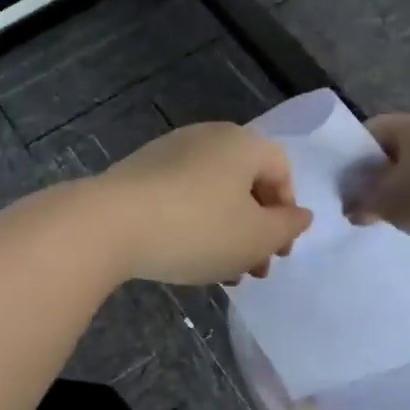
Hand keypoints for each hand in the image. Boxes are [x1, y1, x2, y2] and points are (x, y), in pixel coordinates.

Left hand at [93, 123, 313, 284]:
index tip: (277, 252)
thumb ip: (287, 226)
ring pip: (213, 194)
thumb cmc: (196, 228)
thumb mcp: (255, 237)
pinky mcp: (139, 171)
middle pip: (245, 183)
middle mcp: (207, 137)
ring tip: (220, 273)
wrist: (109, 223)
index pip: (281, 171)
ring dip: (225, 233)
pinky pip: (180, 196)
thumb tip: (300, 215)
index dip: (287, 214)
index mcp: (242, 143)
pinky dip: (192, 224)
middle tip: (252, 270)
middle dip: (255, 230)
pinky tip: (185, 256)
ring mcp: (168, 151)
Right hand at [345, 114, 409, 241]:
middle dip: (376, 177)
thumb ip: (362, 202)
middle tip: (361, 202)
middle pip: (394, 152)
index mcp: (409, 126)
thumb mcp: (386, 202)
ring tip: (387, 217)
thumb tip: (350, 209)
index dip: (351, 155)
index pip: (369, 131)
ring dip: (402, 191)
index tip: (342, 182)